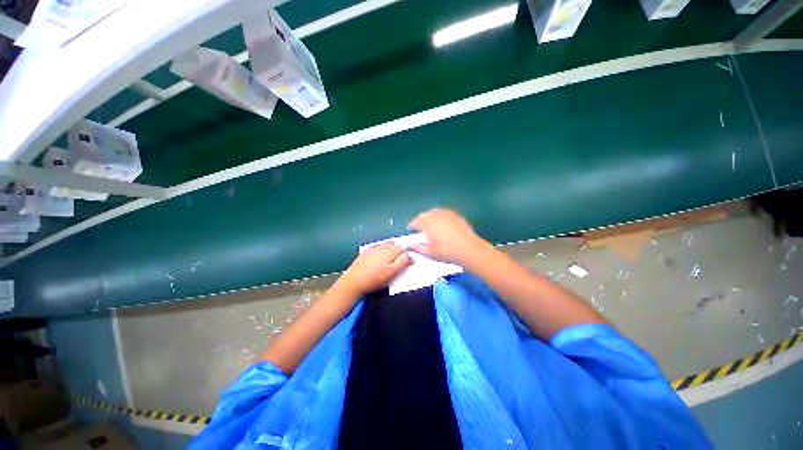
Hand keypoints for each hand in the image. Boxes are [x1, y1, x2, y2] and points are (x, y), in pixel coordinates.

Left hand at [336, 242, 411, 296]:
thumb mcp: (390, 277)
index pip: (405, 255)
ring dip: (393, 247)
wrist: (354, 281)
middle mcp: (384, 254)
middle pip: (398, 247)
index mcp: (391, 263)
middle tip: (399, 258)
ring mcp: (376, 250)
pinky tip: (381, 254)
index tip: (408, 262)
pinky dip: (384, 247)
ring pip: (390, 243)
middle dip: (401, 251)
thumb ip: (400, 266)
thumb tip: (408, 259)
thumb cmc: (373, 282)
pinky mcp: (369, 249)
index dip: (408, 258)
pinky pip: (381, 244)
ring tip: (391, 254)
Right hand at [408, 208, 490, 264]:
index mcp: (427, 223)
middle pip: (425, 214)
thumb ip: (418, 248)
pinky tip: (443, 224)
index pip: (416, 221)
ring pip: (435, 212)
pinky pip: (445, 213)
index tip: (410, 227)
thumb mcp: (429, 253)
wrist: (468, 249)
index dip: (412, 224)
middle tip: (419, 226)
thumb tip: (411, 246)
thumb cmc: (446, 251)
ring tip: (430, 224)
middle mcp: (436, 215)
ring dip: (430, 216)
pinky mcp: (457, 216)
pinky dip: (441, 217)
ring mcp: (447, 214)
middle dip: (420, 219)